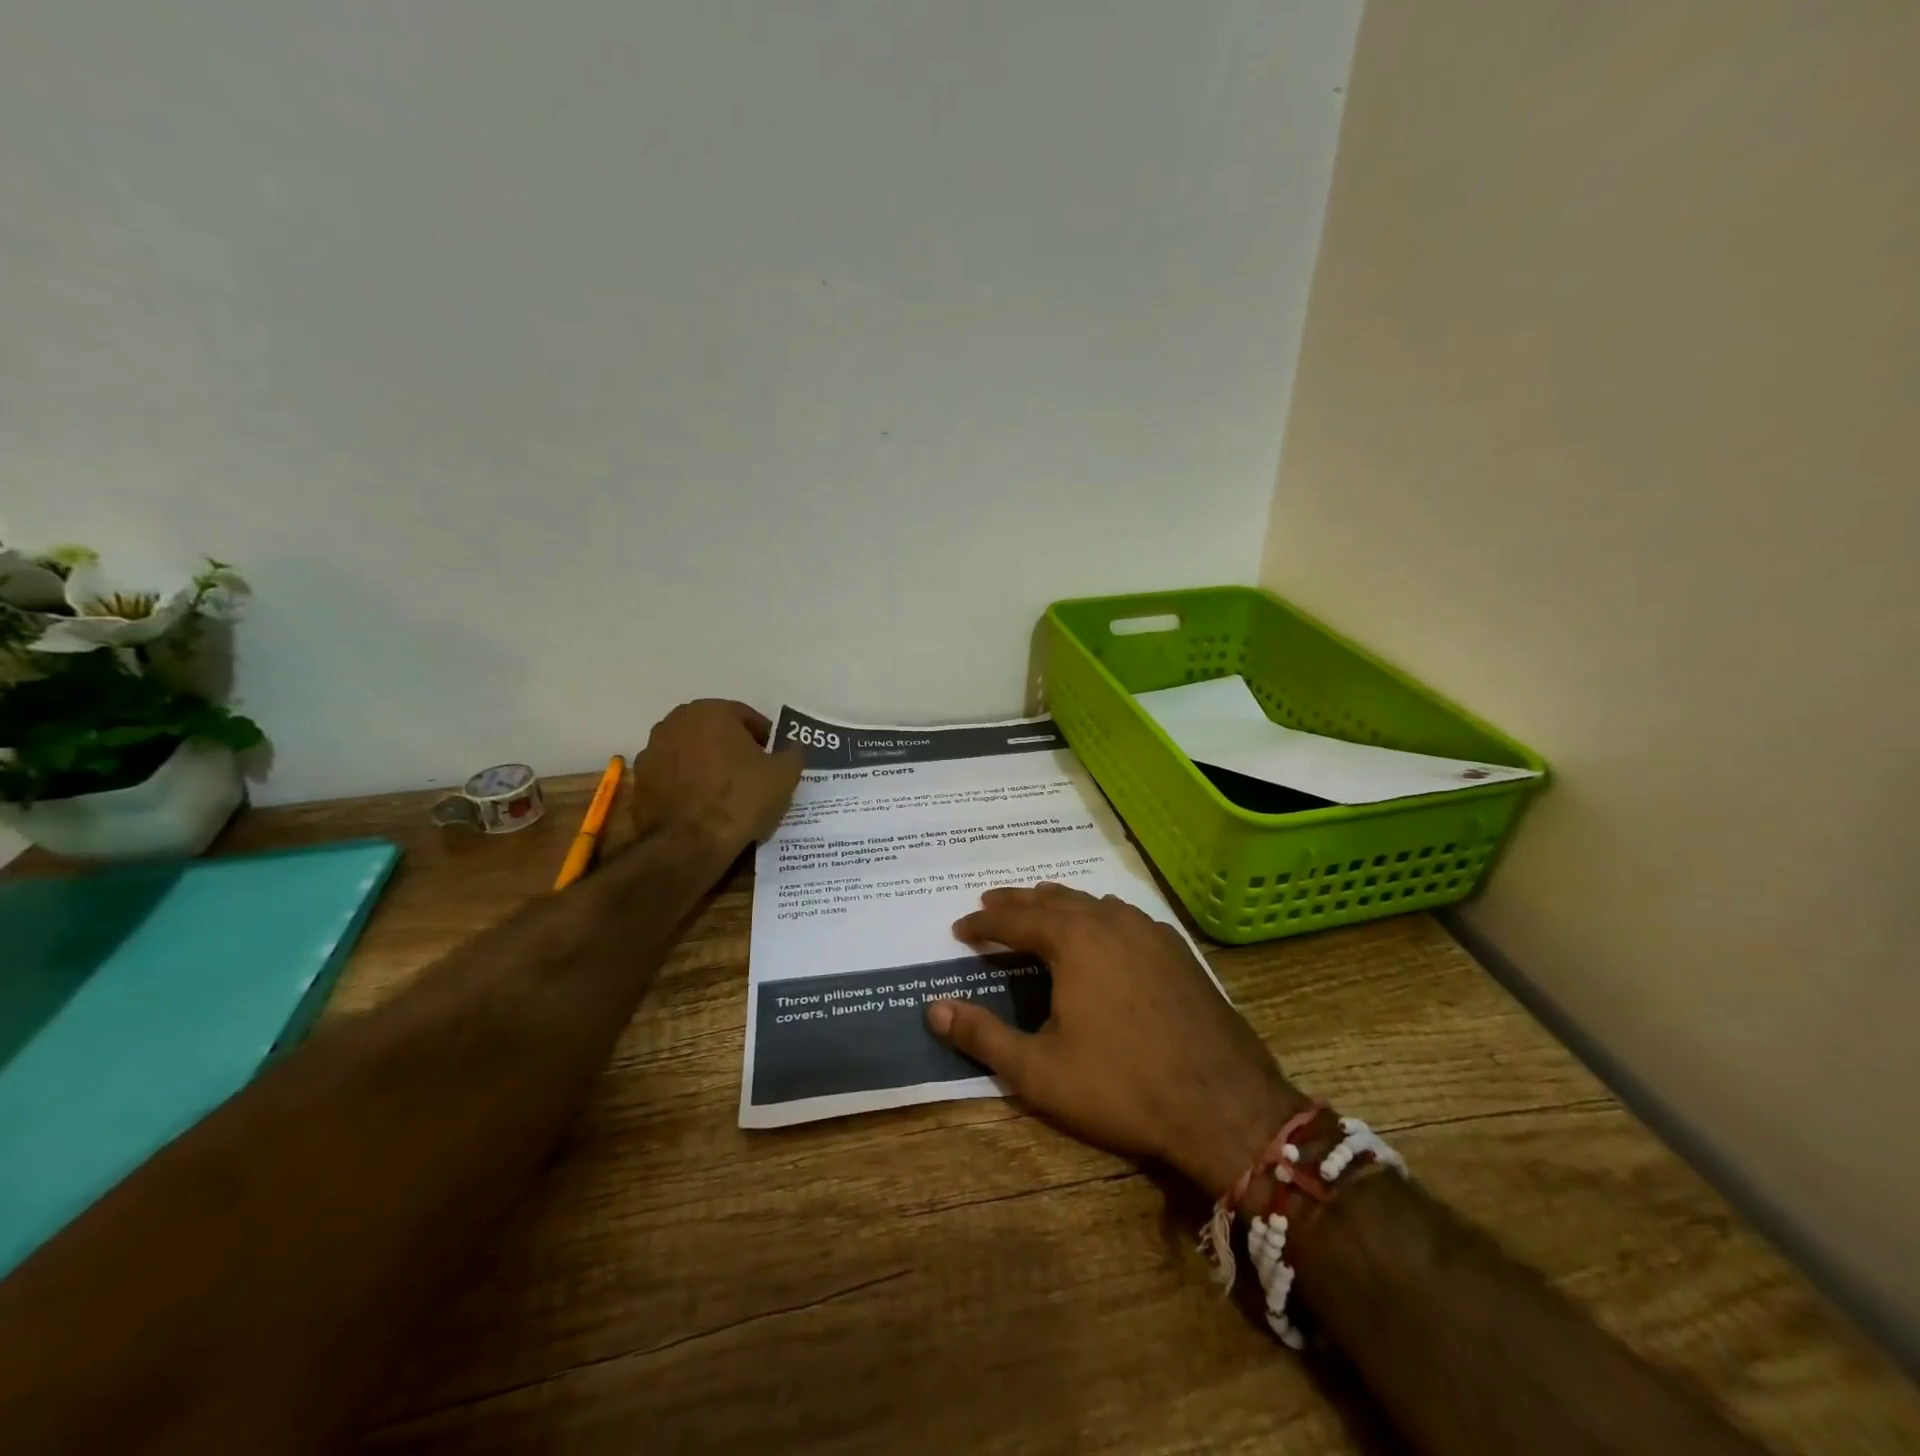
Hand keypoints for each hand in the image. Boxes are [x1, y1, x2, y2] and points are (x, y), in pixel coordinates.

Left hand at [629, 700, 801, 853]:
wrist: (689, 844)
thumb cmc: (740, 798)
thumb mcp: (784, 775)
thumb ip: (792, 753)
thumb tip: (792, 747)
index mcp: (710, 711)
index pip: (746, 717)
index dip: (765, 738)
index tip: (775, 760)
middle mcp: (675, 722)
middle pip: (715, 732)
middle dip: (734, 748)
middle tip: (754, 774)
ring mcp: (652, 752)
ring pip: (692, 753)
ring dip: (709, 766)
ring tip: (729, 794)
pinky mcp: (640, 782)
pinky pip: (674, 777)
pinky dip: (688, 785)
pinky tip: (705, 807)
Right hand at [927, 883, 1304, 1198]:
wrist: (1223, 1105)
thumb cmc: (1121, 1086)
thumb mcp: (1038, 1071)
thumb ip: (982, 1035)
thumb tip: (934, 1009)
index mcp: (1074, 940)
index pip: (1015, 919)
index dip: (983, 923)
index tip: (959, 928)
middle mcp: (1111, 921)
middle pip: (1054, 899)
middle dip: (1018, 902)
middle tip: (990, 904)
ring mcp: (1150, 932)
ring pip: (1093, 903)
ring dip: (1059, 904)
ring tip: (1038, 908)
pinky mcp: (1178, 951)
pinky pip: (1125, 917)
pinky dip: (1097, 916)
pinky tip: (1100, 931)